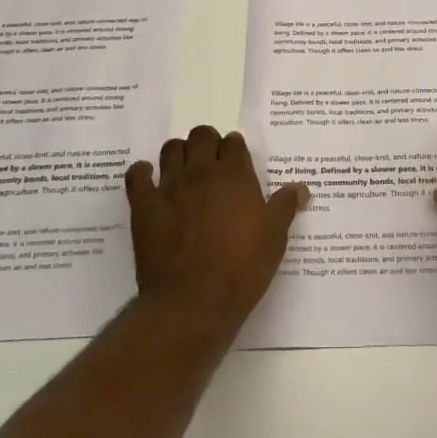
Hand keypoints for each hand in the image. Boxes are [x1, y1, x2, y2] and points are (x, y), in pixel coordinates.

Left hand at [125, 125, 309, 328]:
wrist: (194, 301)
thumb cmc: (242, 268)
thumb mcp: (274, 238)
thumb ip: (285, 206)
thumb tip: (300, 187)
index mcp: (235, 175)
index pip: (233, 142)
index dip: (235, 148)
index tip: (236, 161)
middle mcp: (201, 172)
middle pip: (201, 136)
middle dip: (207, 142)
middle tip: (211, 162)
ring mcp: (169, 187)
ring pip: (171, 150)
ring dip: (179, 153)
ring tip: (184, 169)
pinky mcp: (144, 206)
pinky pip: (137, 176)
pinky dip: (142, 173)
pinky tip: (149, 180)